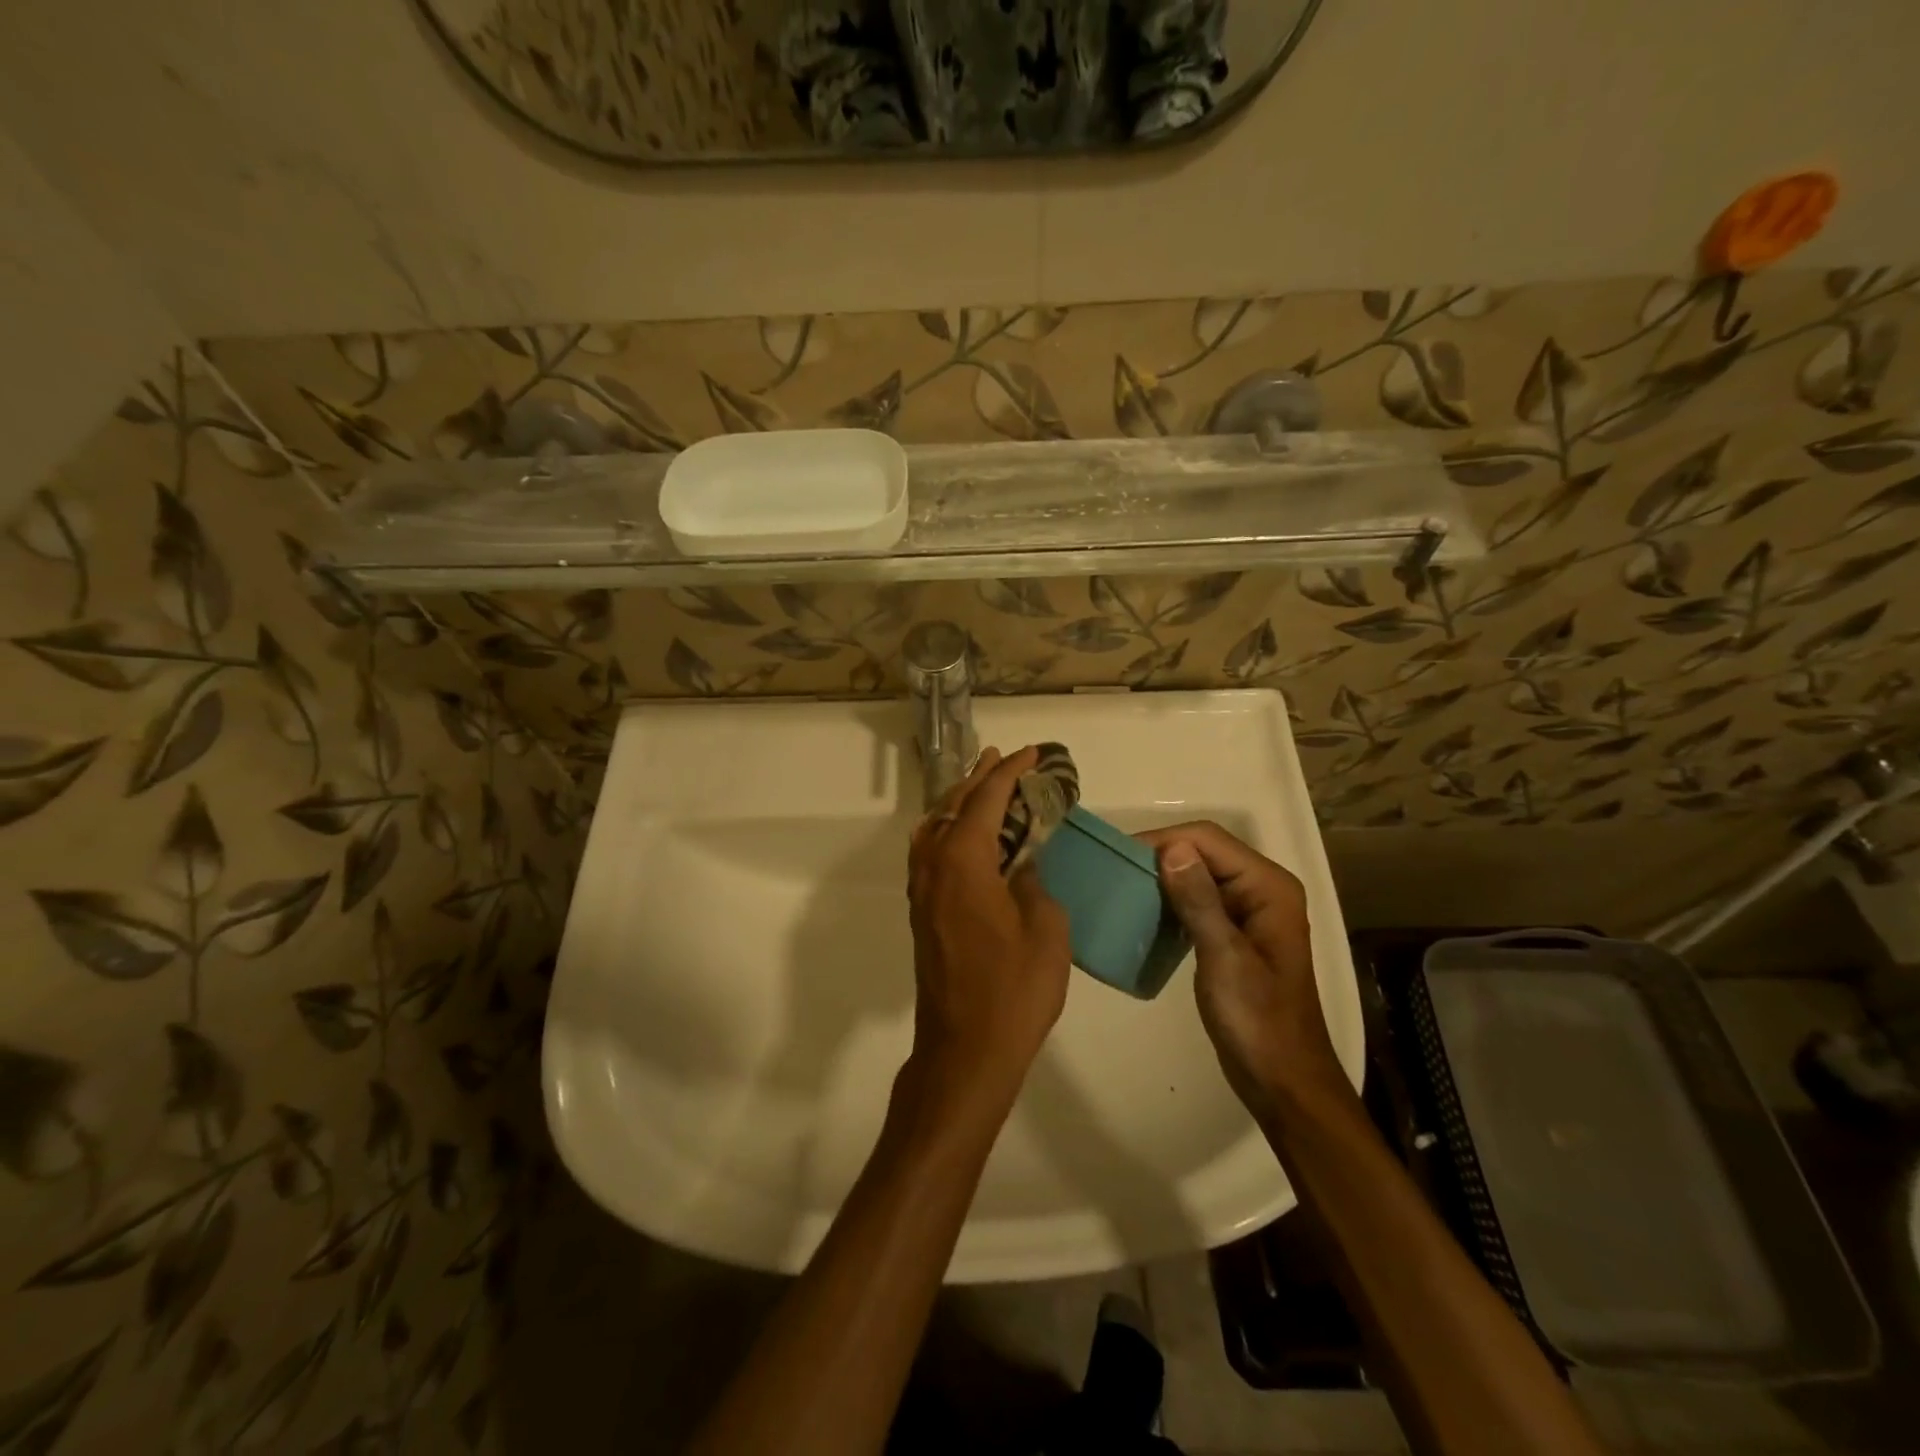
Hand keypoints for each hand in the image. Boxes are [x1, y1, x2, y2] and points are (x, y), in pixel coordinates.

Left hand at [906, 747, 1071, 1103]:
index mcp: (963, 862)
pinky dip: (949, 830)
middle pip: (953, 806)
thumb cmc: (1014, 990)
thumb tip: (1018, 865)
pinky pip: (932, 852)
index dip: (1008, 772)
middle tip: (1004, 758)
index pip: (985, 800)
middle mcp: (934, 866)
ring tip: (986, 786)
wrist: (966, 1049)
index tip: (1030, 753)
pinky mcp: (923, 912)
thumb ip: (1032, 883)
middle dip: (980, 778)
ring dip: (960, 802)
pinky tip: (969, 837)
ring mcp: (923, 890)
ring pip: (936, 827)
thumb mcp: (1045, 929)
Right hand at [1139, 822, 1346, 1116]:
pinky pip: (1197, 901)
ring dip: (1162, 878)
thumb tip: (1170, 848)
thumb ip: (1198, 900)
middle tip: (1114, 871)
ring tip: (1122, 888)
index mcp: (1268, 887)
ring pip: (1197, 875)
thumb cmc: (1257, 1020)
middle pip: (1203, 852)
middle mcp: (1261, 889)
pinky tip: (1144, 913)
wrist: (1282, 1081)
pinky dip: (1171, 901)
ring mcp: (1248, 911)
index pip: (1209, 840)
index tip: (1119, 856)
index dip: (1163, 841)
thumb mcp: (1224, 957)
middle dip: (1159, 856)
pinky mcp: (1234, 933)